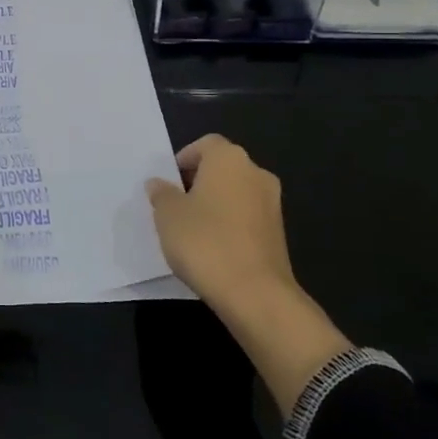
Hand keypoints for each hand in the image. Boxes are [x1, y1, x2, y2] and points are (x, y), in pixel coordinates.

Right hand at [146, 134, 349, 414]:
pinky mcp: (278, 233)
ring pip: (235, 193)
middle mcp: (256, 172)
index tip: (167, 184)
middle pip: (221, 167)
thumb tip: (159, 184)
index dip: (183, 160)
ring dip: (214, 204)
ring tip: (190, 230)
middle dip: (198, 182)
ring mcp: (272, 203)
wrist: (255, 294)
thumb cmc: (205, 242)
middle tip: (174, 206)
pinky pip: (246, 217)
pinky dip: (229, 224)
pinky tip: (212, 248)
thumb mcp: (167, 215)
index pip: (204, 144)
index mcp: (229, 158)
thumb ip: (161, 194)